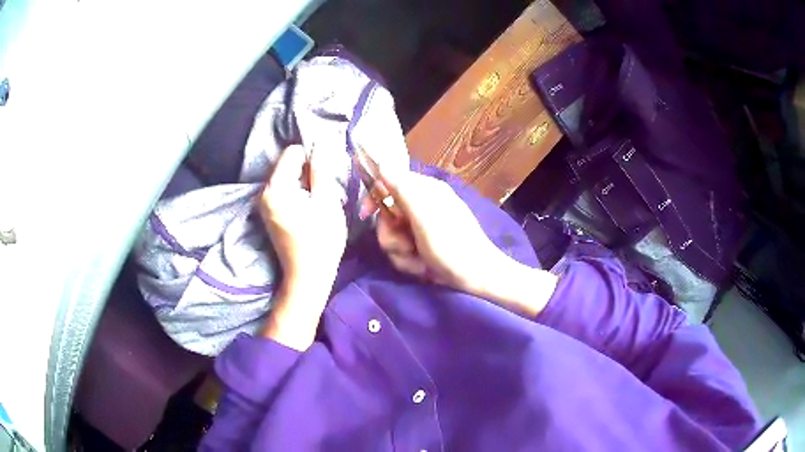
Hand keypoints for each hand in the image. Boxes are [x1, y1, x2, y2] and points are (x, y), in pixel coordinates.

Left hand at [258, 145, 346, 349]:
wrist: (307, 277)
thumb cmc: (321, 241)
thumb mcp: (326, 202)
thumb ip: (321, 171)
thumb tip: (321, 145)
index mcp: (276, 187)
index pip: (292, 152)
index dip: (312, 158)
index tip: (325, 176)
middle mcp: (264, 191)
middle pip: (287, 164)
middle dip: (307, 170)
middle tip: (324, 190)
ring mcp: (264, 203)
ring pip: (286, 177)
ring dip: (303, 182)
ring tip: (317, 201)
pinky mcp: (268, 212)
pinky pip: (283, 190)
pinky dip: (297, 192)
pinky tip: (308, 209)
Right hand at [366, 169, 557, 315]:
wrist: (477, 278)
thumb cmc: (452, 246)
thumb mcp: (424, 218)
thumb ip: (402, 191)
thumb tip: (382, 163)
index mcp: (426, 190)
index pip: (390, 183)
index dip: (375, 198)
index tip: (365, 215)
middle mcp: (424, 205)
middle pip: (388, 215)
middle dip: (393, 236)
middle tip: (406, 247)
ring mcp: (424, 227)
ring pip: (394, 236)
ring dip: (401, 253)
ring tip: (419, 262)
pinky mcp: (425, 245)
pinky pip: (404, 250)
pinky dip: (410, 261)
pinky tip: (424, 268)